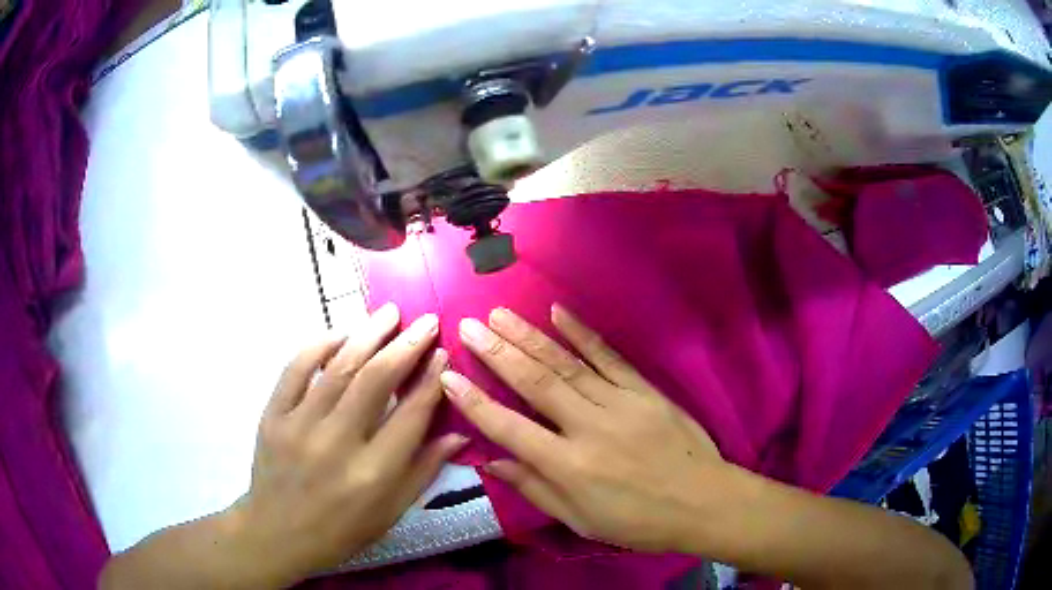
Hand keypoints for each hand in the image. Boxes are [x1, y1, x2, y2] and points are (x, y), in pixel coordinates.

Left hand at [228, 303, 466, 584]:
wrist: (277, 533)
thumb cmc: (341, 530)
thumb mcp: (391, 512)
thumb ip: (424, 471)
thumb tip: (459, 435)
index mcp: (373, 474)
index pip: (410, 415)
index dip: (431, 380)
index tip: (443, 354)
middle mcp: (337, 444)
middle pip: (375, 381)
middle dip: (405, 346)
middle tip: (425, 321)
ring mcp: (299, 426)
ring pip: (337, 368)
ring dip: (367, 335)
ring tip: (389, 313)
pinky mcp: (273, 415)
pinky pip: (295, 370)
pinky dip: (317, 346)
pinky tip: (339, 334)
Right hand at [439, 304, 730, 552]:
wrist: (703, 501)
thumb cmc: (638, 521)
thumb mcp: (581, 520)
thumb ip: (535, 489)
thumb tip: (492, 462)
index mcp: (569, 467)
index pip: (510, 429)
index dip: (476, 403)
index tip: (449, 377)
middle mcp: (589, 429)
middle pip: (536, 385)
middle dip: (498, 354)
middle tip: (470, 327)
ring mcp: (619, 404)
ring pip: (566, 365)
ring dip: (530, 337)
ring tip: (500, 315)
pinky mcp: (644, 391)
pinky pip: (609, 357)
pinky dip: (582, 333)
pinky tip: (558, 313)